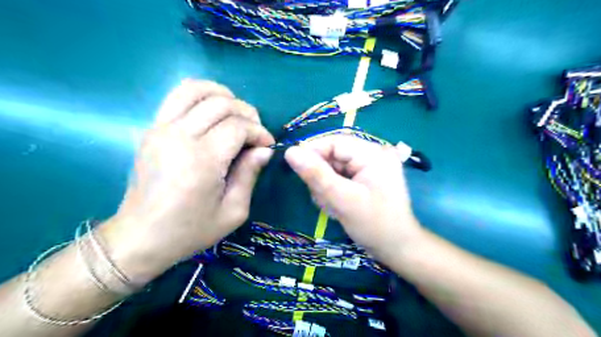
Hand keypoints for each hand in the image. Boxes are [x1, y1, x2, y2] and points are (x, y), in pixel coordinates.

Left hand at [98, 79, 276, 284]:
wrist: (141, 237)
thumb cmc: (190, 229)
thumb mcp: (233, 211)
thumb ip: (249, 175)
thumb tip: (264, 150)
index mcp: (202, 160)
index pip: (238, 127)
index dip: (259, 132)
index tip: (267, 145)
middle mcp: (180, 137)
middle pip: (221, 104)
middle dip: (247, 113)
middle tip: (256, 133)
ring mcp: (161, 129)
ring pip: (195, 90)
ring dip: (223, 95)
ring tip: (236, 114)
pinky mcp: (152, 129)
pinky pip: (176, 97)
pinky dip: (200, 95)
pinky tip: (212, 111)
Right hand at [284, 135, 421, 261]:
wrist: (396, 248)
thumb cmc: (374, 225)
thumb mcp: (343, 200)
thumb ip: (316, 175)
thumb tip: (290, 152)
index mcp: (373, 153)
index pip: (334, 142)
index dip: (312, 152)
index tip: (295, 168)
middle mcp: (372, 155)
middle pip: (333, 156)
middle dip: (322, 178)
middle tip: (323, 199)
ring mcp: (368, 167)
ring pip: (333, 168)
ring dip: (326, 188)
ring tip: (332, 207)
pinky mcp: (364, 178)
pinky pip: (339, 177)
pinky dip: (333, 192)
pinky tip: (337, 207)